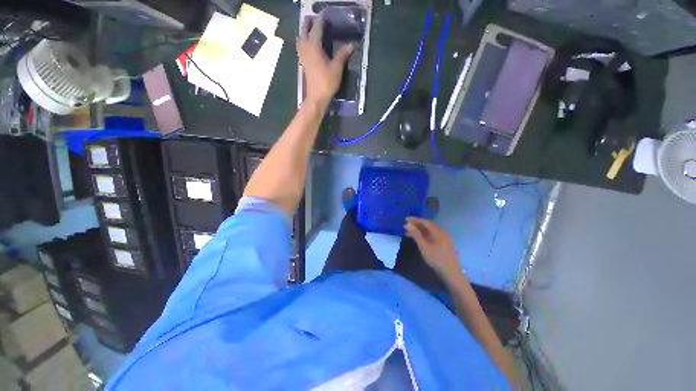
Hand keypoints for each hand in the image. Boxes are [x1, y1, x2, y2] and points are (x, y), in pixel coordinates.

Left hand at [297, 12, 352, 106]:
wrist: (316, 97)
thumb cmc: (327, 83)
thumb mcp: (337, 68)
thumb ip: (342, 55)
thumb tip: (351, 45)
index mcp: (314, 46)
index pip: (317, 27)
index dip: (321, 18)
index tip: (325, 12)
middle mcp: (306, 48)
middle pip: (304, 30)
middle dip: (309, 22)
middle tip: (316, 18)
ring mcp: (303, 56)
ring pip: (300, 38)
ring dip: (304, 31)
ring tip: (309, 28)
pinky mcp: (303, 63)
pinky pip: (300, 47)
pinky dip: (302, 41)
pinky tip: (306, 44)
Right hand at [404, 217, 462, 280]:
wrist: (451, 274)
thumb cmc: (436, 259)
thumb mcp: (424, 246)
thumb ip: (416, 235)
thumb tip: (407, 225)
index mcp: (438, 232)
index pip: (425, 222)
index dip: (415, 219)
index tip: (405, 219)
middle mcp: (442, 233)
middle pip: (428, 225)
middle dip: (416, 224)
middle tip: (406, 225)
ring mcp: (443, 239)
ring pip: (429, 231)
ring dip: (419, 230)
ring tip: (409, 232)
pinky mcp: (443, 245)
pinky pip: (431, 236)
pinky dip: (423, 235)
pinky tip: (418, 239)